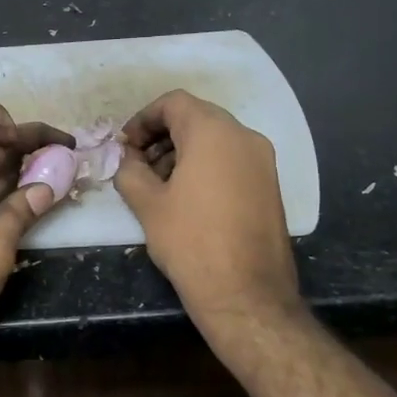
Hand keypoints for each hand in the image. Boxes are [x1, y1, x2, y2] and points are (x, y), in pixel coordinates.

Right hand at [114, 90, 302, 329]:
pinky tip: (187, 197)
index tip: (126, 145)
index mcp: (213, 132)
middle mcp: (244, 136)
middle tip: (138, 163)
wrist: (247, 294)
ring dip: (183, 150)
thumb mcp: (147, 204)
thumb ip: (130, 171)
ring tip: (159, 183)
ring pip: (216, 138)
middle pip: (197, 117)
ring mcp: (263, 161)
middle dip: (162, 135)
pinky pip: (233, 159)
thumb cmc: (191, 242)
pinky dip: (207, 165)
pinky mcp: (270, 185)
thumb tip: (127, 159)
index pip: (174, 103)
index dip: (143, 118)